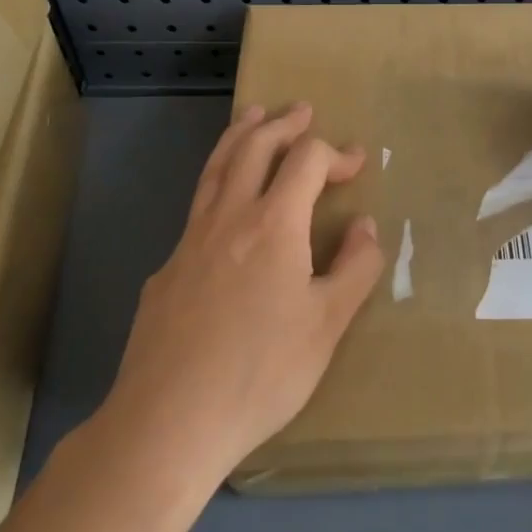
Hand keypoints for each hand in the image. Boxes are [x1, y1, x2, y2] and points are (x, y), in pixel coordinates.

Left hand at [94, 103, 383, 488]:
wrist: (167, 421)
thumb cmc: (261, 372)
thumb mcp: (327, 325)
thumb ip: (355, 268)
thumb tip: (365, 225)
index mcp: (273, 224)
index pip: (307, 161)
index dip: (335, 153)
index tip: (357, 163)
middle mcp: (229, 217)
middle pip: (254, 147)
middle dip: (282, 124)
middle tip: (301, 111)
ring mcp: (190, 240)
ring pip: (216, 168)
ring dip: (240, 135)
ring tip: (253, 116)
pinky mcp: (165, 270)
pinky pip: (197, 208)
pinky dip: (217, 183)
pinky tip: (223, 207)